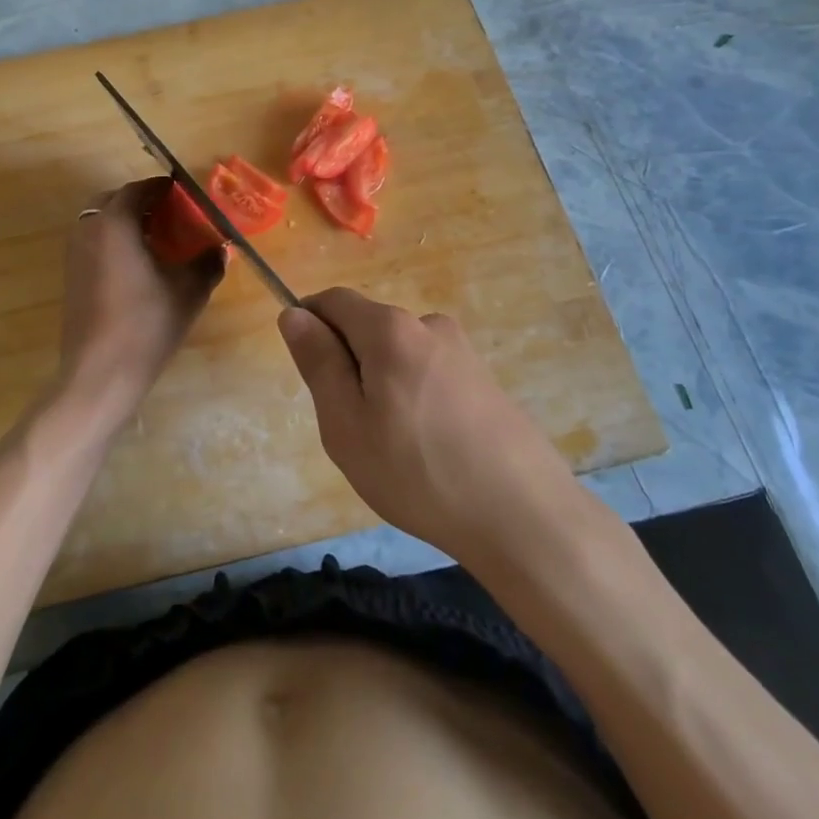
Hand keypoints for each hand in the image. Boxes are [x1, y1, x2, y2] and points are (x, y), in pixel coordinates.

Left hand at [57, 178, 224, 423]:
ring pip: (101, 222)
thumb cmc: (145, 325)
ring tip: (159, 239)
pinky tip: (140, 266)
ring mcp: (74, 255)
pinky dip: (115, 241)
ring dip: (127, 222)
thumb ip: (208, 262)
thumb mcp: (188, 291)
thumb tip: (222, 247)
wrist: (98, 374)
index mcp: (114, 224)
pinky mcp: (71, 278)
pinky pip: (94, 243)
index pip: (139, 190)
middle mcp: (88, 230)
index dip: (164, 188)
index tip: (186, 194)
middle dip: (143, 202)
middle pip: (114, 200)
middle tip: (173, 215)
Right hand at [278, 289, 586, 564]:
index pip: (334, 300)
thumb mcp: (346, 423)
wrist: (524, 518)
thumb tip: (294, 314)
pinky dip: (414, 398)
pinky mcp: (485, 380)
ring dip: (381, 384)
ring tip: (392, 447)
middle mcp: (429, 325)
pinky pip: (430, 374)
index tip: (308, 372)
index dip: (310, 323)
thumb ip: (318, 362)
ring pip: (399, 354)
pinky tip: (428, 450)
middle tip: (350, 427)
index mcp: (390, 328)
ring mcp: (463, 352)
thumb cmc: (418, 471)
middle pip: (368, 327)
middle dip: (348, 363)